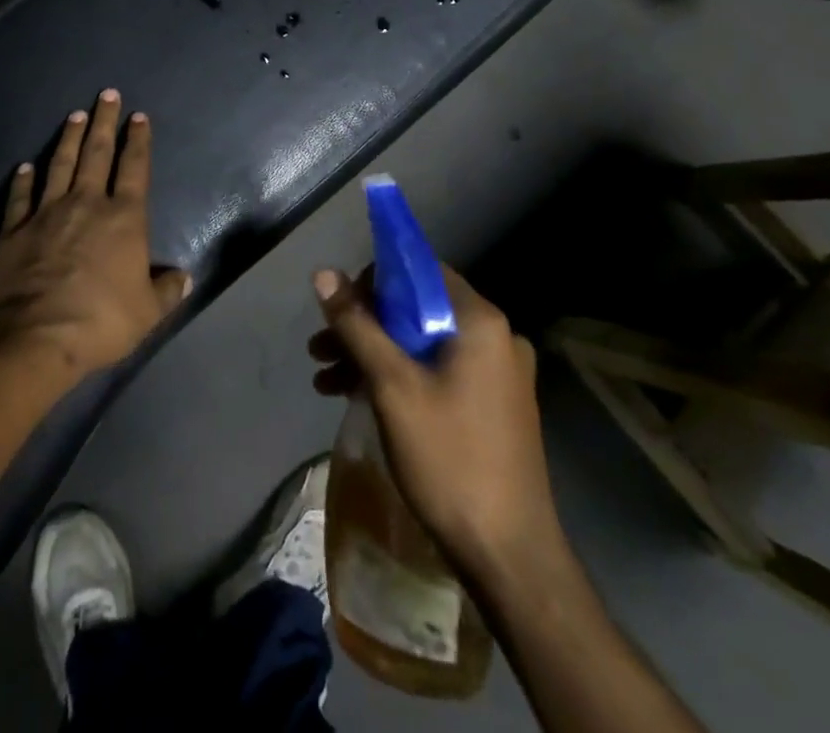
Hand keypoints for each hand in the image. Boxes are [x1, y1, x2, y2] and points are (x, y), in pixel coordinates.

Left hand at [0, 90, 190, 380]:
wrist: (36, 335)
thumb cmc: (101, 320)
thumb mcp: (147, 312)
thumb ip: (166, 291)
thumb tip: (184, 277)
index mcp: (123, 218)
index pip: (135, 169)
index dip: (138, 141)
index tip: (138, 116)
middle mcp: (86, 204)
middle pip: (96, 154)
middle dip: (103, 122)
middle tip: (106, 94)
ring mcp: (46, 213)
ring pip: (59, 165)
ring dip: (67, 138)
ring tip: (74, 115)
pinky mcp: (14, 231)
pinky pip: (20, 198)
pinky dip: (23, 180)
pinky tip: (25, 166)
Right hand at [310, 263, 563, 581]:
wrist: (509, 557)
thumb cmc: (449, 458)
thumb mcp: (391, 385)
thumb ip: (357, 325)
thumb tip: (324, 274)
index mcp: (480, 321)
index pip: (420, 271)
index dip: (373, 282)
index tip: (339, 308)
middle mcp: (495, 337)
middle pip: (417, 309)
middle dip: (363, 326)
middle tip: (320, 348)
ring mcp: (498, 374)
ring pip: (423, 344)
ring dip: (374, 355)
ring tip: (325, 379)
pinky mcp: (493, 406)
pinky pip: (437, 372)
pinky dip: (399, 378)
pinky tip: (358, 398)